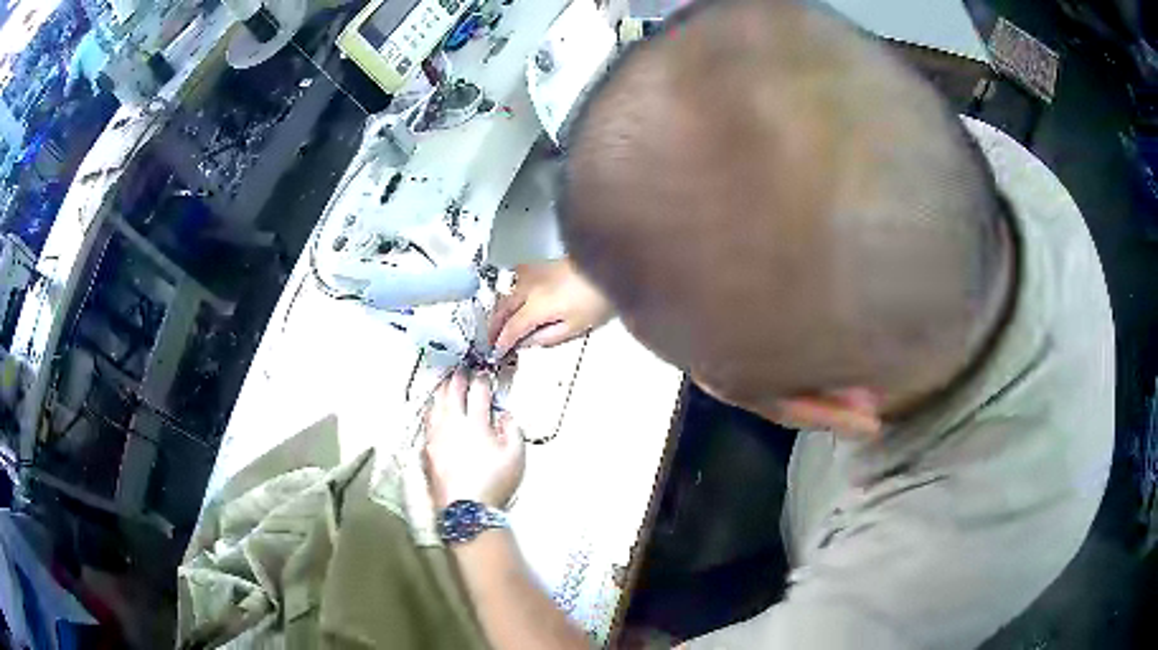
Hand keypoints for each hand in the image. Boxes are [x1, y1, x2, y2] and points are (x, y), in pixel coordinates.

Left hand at [423, 370, 524, 508]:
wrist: (465, 508)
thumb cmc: (494, 483)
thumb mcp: (516, 457)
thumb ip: (513, 431)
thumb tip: (505, 414)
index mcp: (476, 423)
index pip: (478, 394)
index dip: (481, 380)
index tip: (484, 373)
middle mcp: (453, 425)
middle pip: (452, 394)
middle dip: (457, 379)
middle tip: (460, 370)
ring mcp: (437, 437)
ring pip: (436, 406)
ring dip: (441, 392)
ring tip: (443, 384)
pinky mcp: (427, 450)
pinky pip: (427, 422)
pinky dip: (431, 410)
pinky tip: (432, 410)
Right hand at [489, 258, 614, 356]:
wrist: (609, 266)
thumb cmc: (597, 299)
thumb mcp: (576, 327)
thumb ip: (547, 337)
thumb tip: (526, 342)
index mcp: (537, 306)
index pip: (511, 328)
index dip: (502, 342)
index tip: (497, 352)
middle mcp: (529, 288)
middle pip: (502, 309)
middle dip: (494, 326)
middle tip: (491, 340)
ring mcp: (532, 273)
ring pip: (505, 293)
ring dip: (499, 309)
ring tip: (499, 323)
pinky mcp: (539, 265)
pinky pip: (515, 280)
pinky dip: (508, 292)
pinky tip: (512, 297)